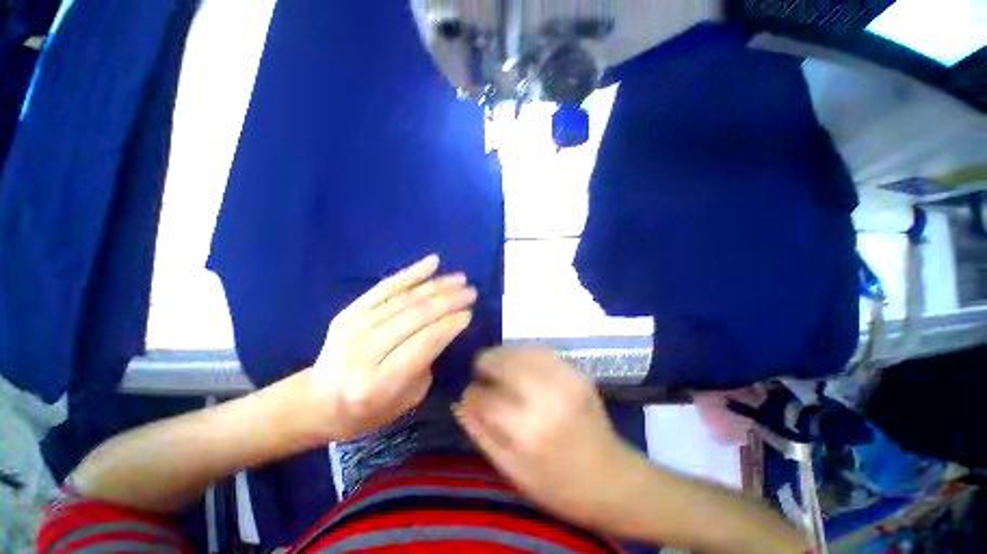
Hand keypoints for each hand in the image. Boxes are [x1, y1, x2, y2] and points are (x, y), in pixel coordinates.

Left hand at [313, 255, 476, 439]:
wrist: (317, 403)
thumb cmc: (369, 410)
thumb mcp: (408, 397)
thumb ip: (428, 360)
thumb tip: (446, 325)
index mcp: (379, 383)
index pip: (425, 342)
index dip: (451, 324)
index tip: (470, 312)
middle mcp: (363, 352)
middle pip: (416, 316)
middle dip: (449, 301)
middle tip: (471, 292)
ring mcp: (352, 328)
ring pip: (405, 298)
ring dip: (437, 285)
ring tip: (460, 279)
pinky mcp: (348, 312)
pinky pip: (385, 287)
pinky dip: (411, 273)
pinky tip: (433, 263)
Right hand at [455, 346, 638, 530]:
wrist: (613, 477)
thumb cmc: (559, 484)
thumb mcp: (512, 471)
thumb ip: (481, 432)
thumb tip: (459, 401)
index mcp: (526, 429)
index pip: (482, 395)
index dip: (471, 394)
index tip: (472, 397)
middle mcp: (544, 395)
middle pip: (499, 361)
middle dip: (484, 365)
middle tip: (483, 377)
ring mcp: (563, 377)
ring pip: (518, 349)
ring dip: (502, 356)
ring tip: (500, 369)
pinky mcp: (575, 370)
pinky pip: (539, 349)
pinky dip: (523, 353)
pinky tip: (521, 365)